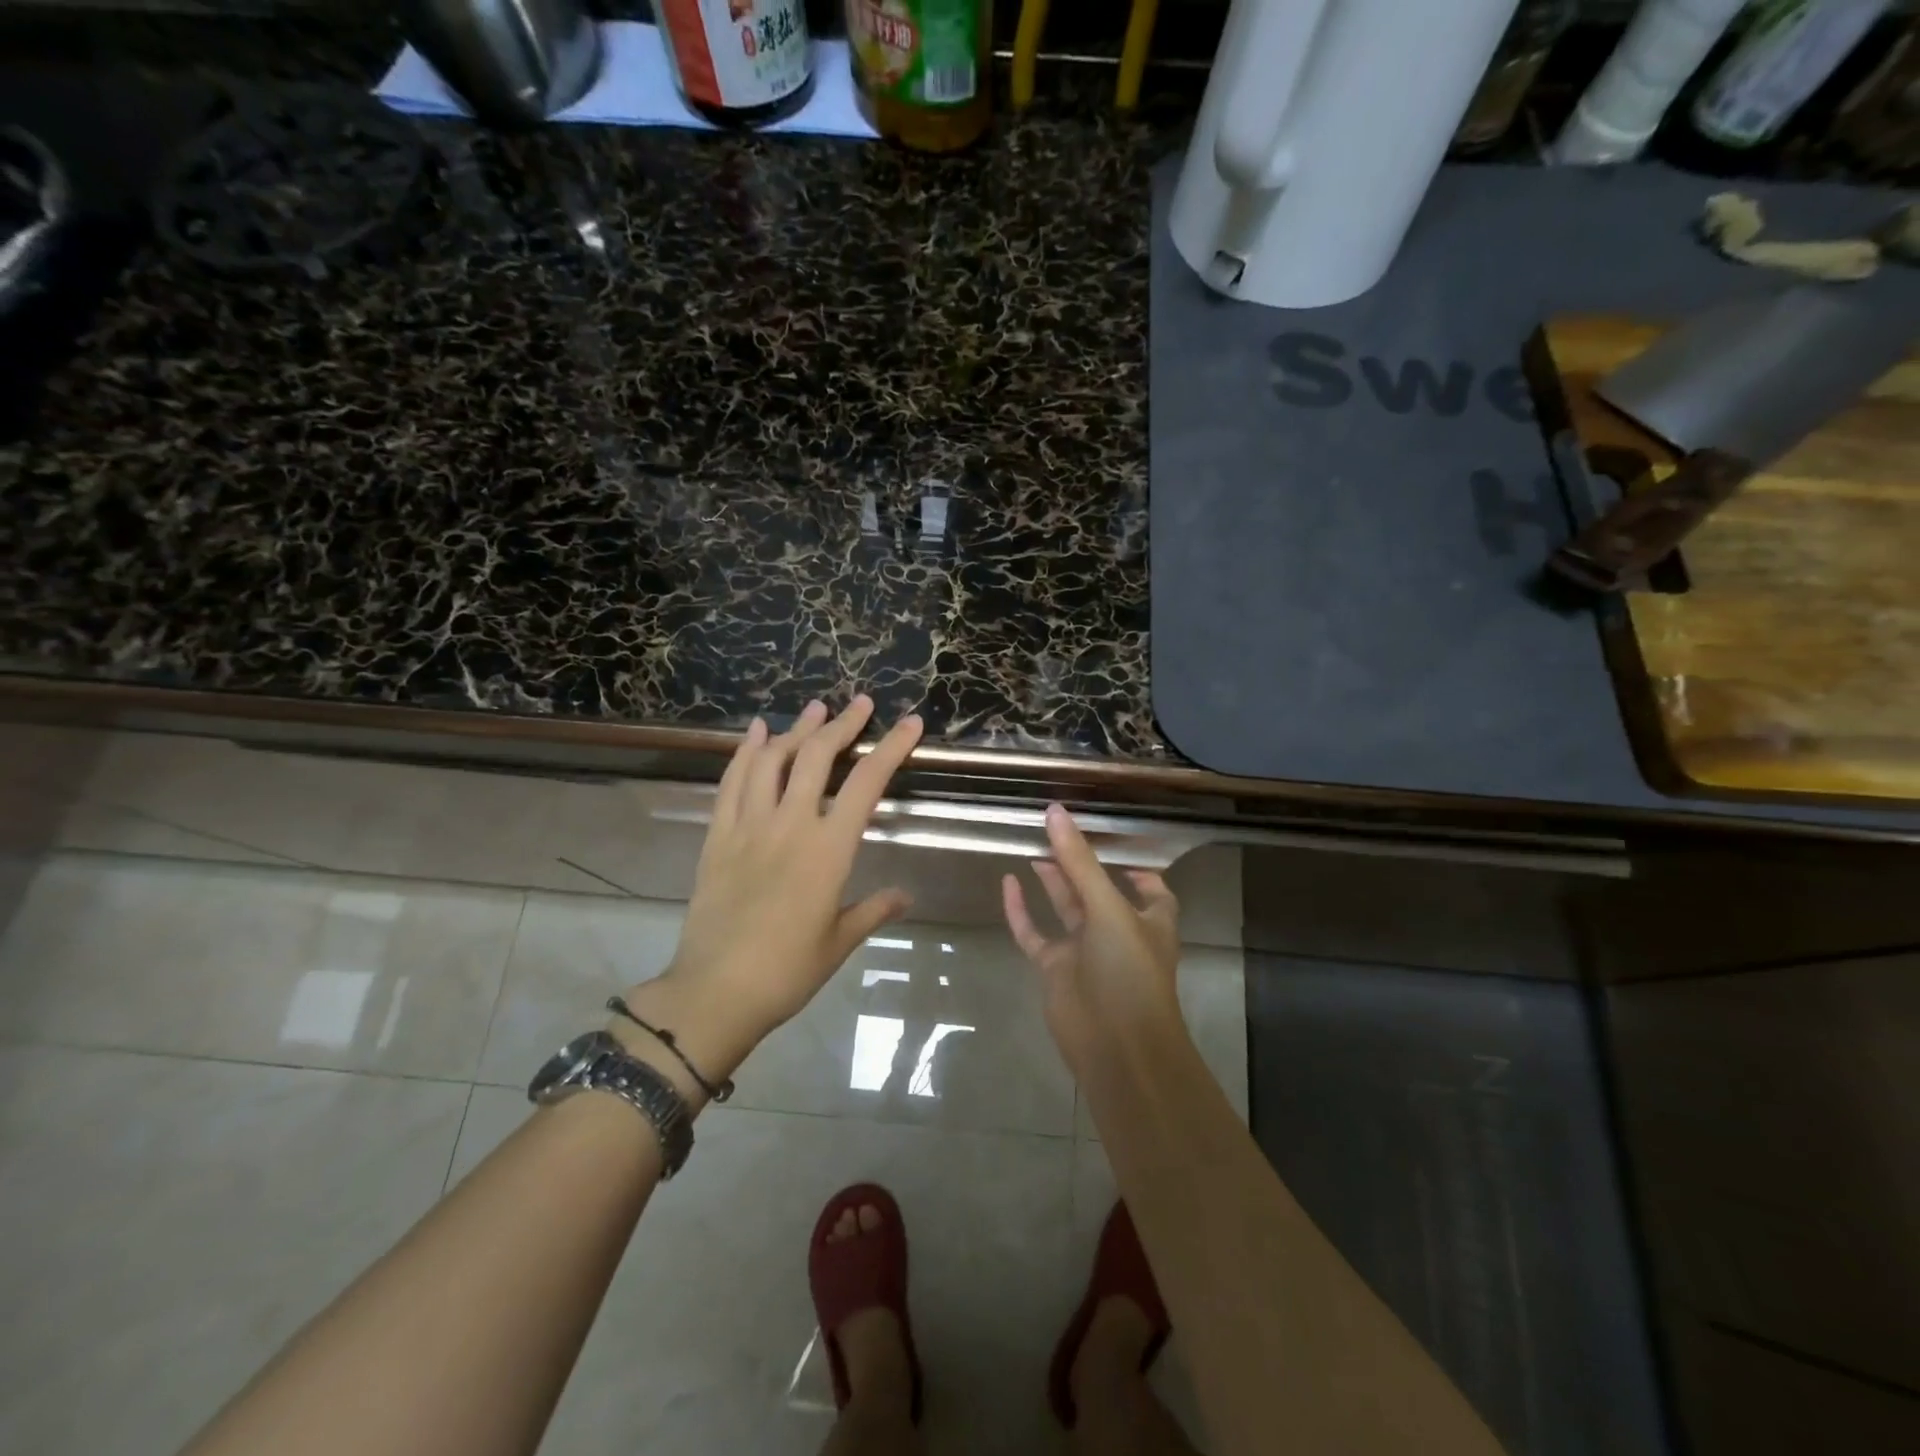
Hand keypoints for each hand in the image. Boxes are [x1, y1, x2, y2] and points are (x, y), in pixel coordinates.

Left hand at [631, 696, 923, 1084]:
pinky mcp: (718, 836)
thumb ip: (874, 910)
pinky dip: (745, 751)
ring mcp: (748, 826)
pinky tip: (757, 732)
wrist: (716, 992)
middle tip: (860, 703)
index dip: (891, 748)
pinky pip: (732, 782)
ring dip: (796, 730)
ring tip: (815, 710)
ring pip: (773, 760)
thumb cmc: (788, 971)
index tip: (909, 722)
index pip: (866, 784)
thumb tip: (905, 895)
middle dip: (843, 724)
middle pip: (817, 757)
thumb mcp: (840, 941)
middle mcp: (790, 825)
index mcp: (828, 850)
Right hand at [1001, 804, 1184, 1076]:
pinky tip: (1007, 882)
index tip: (1111, 840)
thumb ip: (1079, 861)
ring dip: (1051, 880)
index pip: (1149, 888)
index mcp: (1148, 919)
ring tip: (1032, 846)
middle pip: (1097, 889)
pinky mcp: (1055, 969)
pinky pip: (1034, 933)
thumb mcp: (1108, 908)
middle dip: (1080, 863)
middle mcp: (1118, 931)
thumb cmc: (1128, 971)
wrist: (1115, 1047)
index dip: (1135, 867)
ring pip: (1065, 907)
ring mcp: (1084, 951)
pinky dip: (1021, 910)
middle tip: (1054, 830)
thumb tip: (1056, 812)